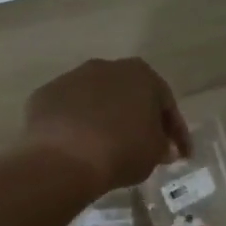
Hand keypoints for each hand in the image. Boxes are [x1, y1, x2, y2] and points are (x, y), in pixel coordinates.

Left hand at [23, 58, 192, 195]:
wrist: (64, 159)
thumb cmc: (122, 151)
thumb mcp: (155, 153)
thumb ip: (163, 145)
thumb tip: (162, 147)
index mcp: (141, 74)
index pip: (166, 104)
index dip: (176, 132)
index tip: (181, 154)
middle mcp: (107, 66)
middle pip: (130, 95)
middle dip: (139, 118)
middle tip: (146, 146)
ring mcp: (71, 78)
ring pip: (97, 99)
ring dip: (106, 118)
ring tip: (109, 146)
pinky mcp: (44, 95)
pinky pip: (69, 111)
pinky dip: (77, 125)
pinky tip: (79, 146)